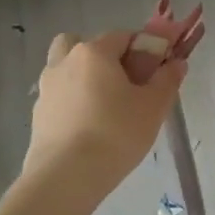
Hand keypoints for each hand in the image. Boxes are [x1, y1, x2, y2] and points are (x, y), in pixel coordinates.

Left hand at [23, 30, 184, 192]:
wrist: (65, 178)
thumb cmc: (115, 133)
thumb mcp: (153, 106)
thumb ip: (167, 80)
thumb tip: (176, 63)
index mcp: (94, 52)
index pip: (124, 36)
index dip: (144, 50)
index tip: (155, 72)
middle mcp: (65, 62)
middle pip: (85, 45)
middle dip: (104, 56)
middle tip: (123, 82)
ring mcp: (46, 88)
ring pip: (67, 68)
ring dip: (84, 77)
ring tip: (104, 106)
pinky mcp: (38, 115)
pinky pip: (60, 95)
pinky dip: (73, 101)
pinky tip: (89, 127)